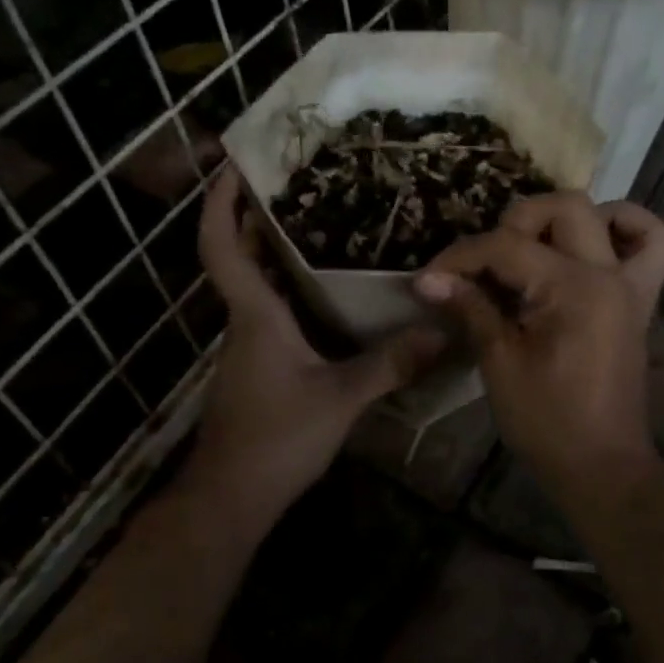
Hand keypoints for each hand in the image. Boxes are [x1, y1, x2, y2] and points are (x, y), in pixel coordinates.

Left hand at [181, 167, 444, 528]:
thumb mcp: (341, 399)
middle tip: (298, 182)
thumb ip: (390, 364)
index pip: (221, 246)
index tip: (234, 165)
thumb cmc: (276, 438)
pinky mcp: (258, 365)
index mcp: (254, 315)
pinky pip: (272, 311)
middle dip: (256, 216)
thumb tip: (443, 330)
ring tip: (322, 222)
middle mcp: (244, 321)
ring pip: (257, 285)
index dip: (222, 203)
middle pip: (239, 256)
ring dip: (275, 250)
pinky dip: (291, 288)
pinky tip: (330, 291)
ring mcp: (248, 345)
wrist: (231, 497)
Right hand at [414, 192, 663, 506]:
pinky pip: (655, 246)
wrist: (601, 465)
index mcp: (573, 288)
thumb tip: (428, 279)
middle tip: (486, 264)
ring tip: (536, 250)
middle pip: (563, 207)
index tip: (428, 280)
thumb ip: (471, 308)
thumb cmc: (546, 421)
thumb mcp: (500, 363)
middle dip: (514, 224)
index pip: (507, 246)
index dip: (460, 258)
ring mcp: (631, 285)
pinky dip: (626, 231)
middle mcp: (609, 273)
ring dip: (569, 221)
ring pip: (615, 214)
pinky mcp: (639, 301)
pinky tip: (593, 245)